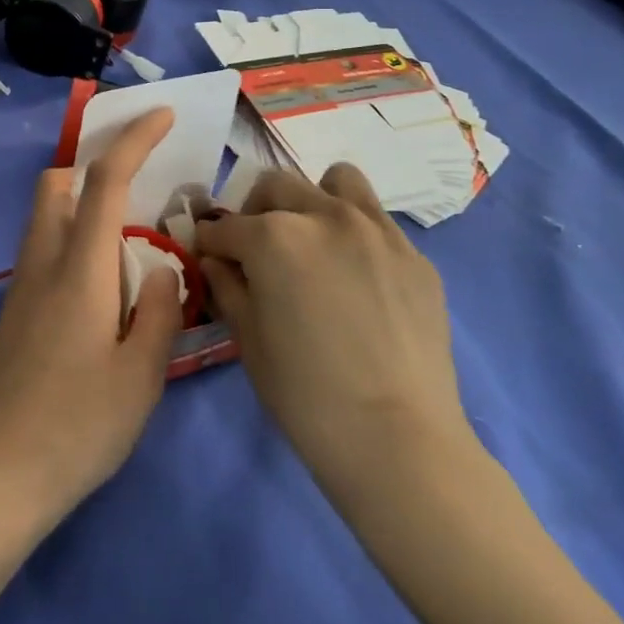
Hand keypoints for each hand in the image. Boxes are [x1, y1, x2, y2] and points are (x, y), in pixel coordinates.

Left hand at [0, 109, 183, 526]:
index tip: (161, 115)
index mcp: (79, 270)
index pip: (104, 181)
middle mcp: (42, 263)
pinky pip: (44, 249)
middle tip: (141, 187)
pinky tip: (103, 285)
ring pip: (46, 216)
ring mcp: (21, 286)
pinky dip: (74, 239)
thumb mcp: (141, 375)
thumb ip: (158, 310)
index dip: (133, 139)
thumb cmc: (77, 426)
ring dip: (83, 204)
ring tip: (130, 239)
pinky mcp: (13, 311)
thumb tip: (161, 265)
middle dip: (94, 166)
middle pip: (56, 185)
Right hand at [194, 165, 471, 492]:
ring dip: (312, 201)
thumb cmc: (305, 394)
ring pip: (336, 181)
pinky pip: (376, 221)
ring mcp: (378, 230)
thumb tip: (217, 261)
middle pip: (276, 187)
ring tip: (313, 242)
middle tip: (256, 252)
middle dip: (255, 213)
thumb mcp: (248, 338)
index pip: (224, 226)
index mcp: (274, 236)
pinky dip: (355, 232)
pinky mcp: (415, 255)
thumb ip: (227, 285)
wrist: (398, 441)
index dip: (208, 244)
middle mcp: (325, 215)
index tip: (207, 258)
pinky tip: (356, 278)